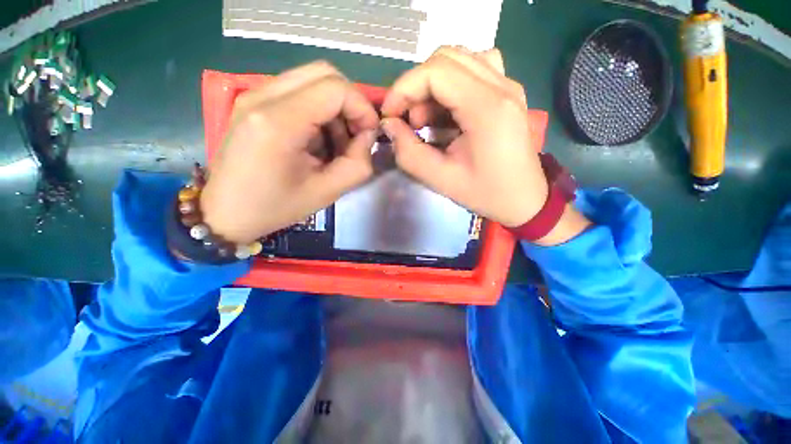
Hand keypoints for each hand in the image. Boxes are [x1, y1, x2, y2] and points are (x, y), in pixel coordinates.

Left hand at [200, 61, 378, 243]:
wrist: (226, 213)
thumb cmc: (276, 207)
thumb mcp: (327, 192)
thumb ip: (358, 163)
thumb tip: (368, 136)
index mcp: (279, 123)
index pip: (335, 89)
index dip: (362, 108)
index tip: (369, 134)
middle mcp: (262, 97)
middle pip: (324, 73)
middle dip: (350, 102)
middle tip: (356, 134)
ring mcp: (253, 95)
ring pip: (311, 79)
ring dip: (334, 107)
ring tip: (336, 142)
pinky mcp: (253, 102)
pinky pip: (297, 91)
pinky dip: (318, 110)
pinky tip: (317, 139)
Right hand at [381, 46, 588, 244]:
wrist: (525, 199)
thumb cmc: (486, 193)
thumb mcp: (441, 179)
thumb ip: (409, 152)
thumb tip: (389, 125)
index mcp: (487, 108)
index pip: (436, 71)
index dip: (404, 88)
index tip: (390, 114)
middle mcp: (502, 86)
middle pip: (446, 58)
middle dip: (416, 87)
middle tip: (409, 121)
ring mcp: (508, 85)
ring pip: (459, 59)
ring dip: (433, 85)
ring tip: (427, 119)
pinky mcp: (508, 92)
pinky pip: (474, 68)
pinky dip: (451, 84)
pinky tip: (448, 111)